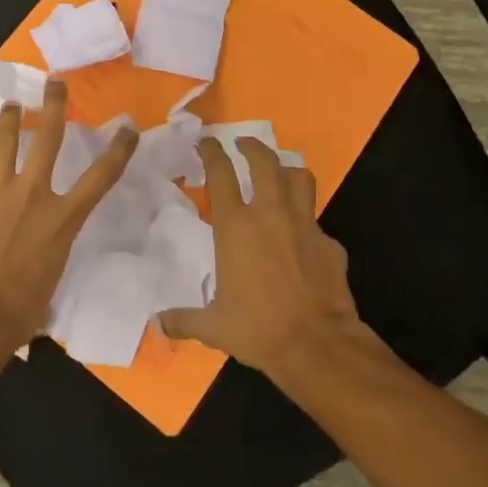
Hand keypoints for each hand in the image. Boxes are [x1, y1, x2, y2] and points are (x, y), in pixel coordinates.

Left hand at [0, 78, 137, 347]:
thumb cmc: (19, 311)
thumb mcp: (49, 283)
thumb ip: (48, 260)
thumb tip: (38, 267)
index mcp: (62, 219)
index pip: (101, 178)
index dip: (118, 150)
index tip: (128, 127)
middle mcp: (33, 194)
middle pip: (48, 139)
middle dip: (54, 107)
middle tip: (55, 83)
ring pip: (4, 143)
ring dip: (10, 121)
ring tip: (11, 105)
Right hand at [160, 136, 376, 387]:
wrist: (318, 345)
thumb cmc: (258, 328)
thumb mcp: (214, 326)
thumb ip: (184, 319)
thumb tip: (157, 325)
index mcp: (235, 226)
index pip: (221, 174)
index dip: (212, 152)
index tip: (206, 141)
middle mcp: (270, 215)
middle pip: (265, 162)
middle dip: (252, 147)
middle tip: (243, 143)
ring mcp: (304, 225)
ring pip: (300, 178)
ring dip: (287, 169)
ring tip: (278, 172)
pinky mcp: (330, 244)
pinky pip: (317, 221)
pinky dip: (307, 221)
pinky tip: (302, 238)